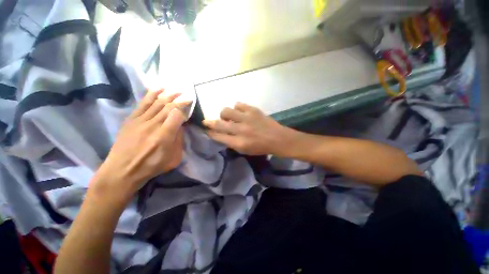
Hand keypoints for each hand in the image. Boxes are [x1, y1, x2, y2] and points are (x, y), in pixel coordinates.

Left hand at [92, 89, 188, 199]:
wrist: (122, 170)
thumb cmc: (151, 166)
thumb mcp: (174, 159)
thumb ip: (179, 141)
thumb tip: (180, 127)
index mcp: (164, 136)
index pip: (177, 115)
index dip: (184, 108)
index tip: (189, 106)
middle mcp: (153, 125)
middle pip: (168, 106)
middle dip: (179, 99)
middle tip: (186, 95)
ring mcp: (141, 121)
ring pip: (157, 102)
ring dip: (168, 94)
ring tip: (176, 90)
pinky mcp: (132, 119)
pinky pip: (143, 103)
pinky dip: (152, 94)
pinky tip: (159, 88)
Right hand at [203, 102, 295, 155]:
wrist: (277, 138)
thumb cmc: (261, 147)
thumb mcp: (244, 150)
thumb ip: (231, 143)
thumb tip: (221, 135)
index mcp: (239, 142)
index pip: (219, 136)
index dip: (210, 133)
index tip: (207, 130)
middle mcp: (240, 130)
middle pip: (219, 123)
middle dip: (209, 122)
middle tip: (206, 121)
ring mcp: (246, 118)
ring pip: (226, 111)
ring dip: (224, 114)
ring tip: (229, 117)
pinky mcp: (253, 110)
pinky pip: (238, 104)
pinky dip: (236, 108)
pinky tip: (240, 112)